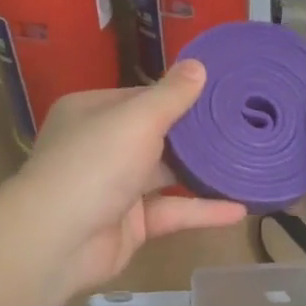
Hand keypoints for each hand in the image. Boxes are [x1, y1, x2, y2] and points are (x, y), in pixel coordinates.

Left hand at [17, 61, 247, 294]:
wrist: (57, 240)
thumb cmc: (95, 164)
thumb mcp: (137, 119)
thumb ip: (171, 95)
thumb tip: (199, 65)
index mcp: (94, 112)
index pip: (143, 97)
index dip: (180, 96)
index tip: (222, 94)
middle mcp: (102, 146)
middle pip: (157, 135)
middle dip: (198, 135)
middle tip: (243, 126)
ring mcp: (116, 188)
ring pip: (167, 175)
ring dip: (204, 173)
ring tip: (248, 163)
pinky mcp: (131, 224)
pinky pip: (172, 212)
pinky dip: (203, 211)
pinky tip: (240, 209)